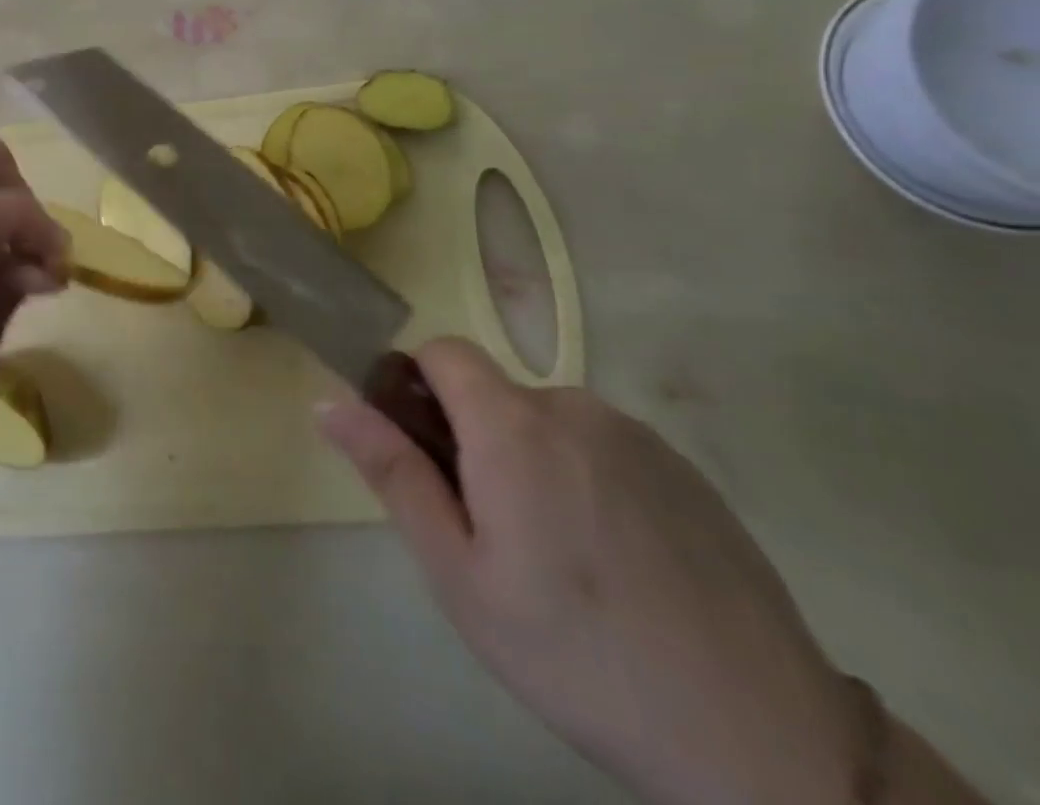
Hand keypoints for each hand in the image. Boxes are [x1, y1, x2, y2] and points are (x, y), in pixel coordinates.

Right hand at [320, 340, 862, 804]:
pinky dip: (585, 479)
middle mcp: (574, 407)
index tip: (420, 448)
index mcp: (513, 425)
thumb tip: (329, 401)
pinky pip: (603, 448)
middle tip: (490, 531)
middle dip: (473, 439)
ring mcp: (637, 436)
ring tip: (557, 556)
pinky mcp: (685, 470)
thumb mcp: (459, 574)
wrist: (764, 740)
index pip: (442, 350)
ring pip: (547, 422)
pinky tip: (615, 561)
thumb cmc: (576, 653)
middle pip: (494, 393)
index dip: (417, 385)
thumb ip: (393, 473)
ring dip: (530, 460)